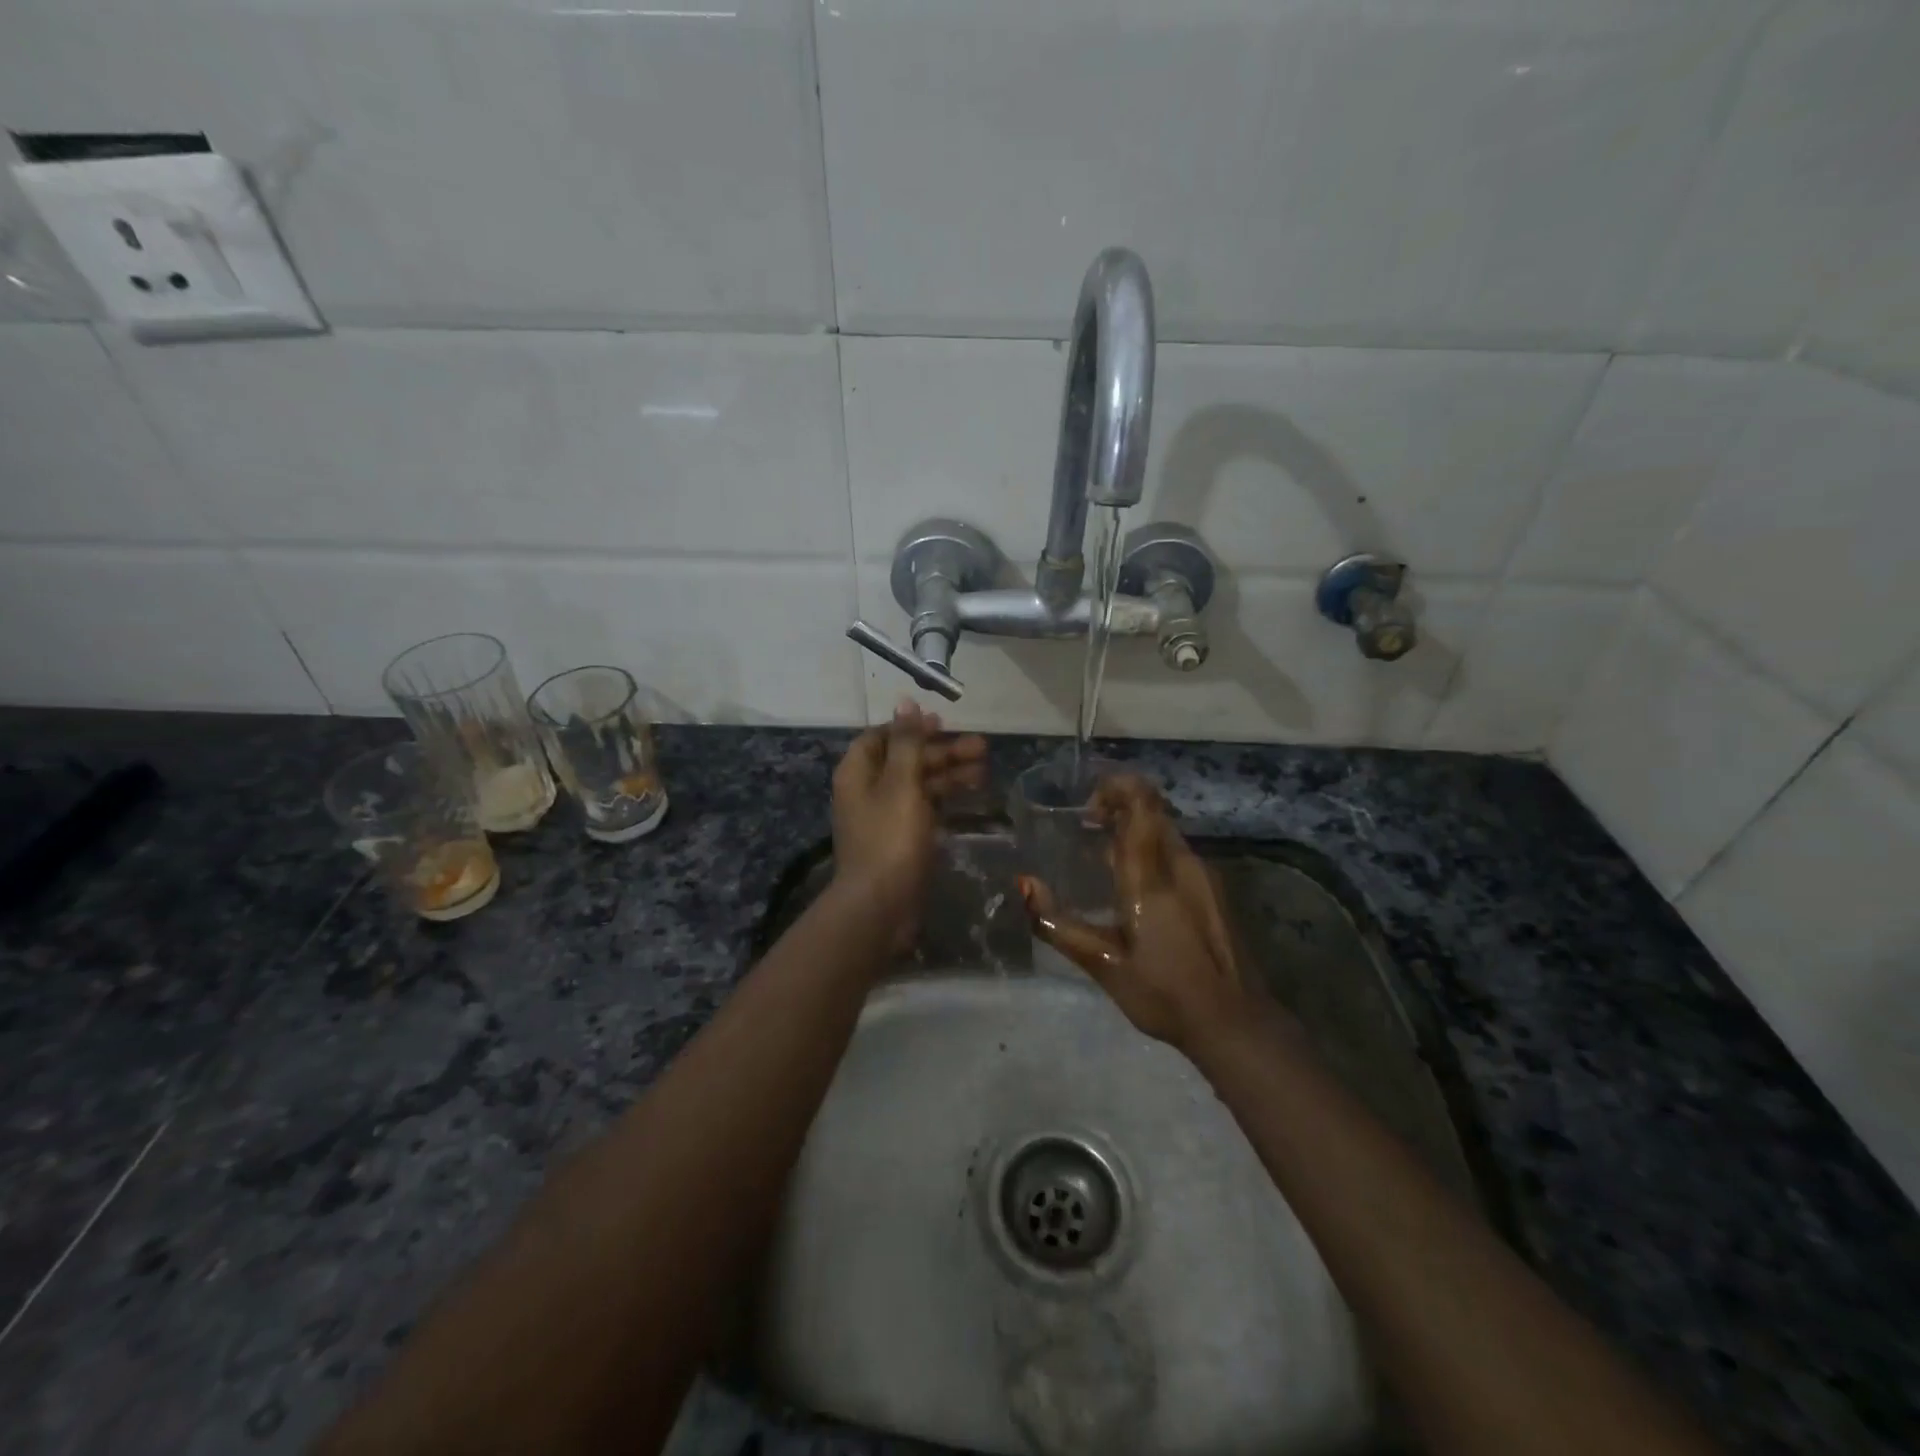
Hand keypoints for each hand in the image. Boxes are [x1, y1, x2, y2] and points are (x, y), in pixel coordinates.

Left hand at [831, 701, 987, 948]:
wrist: (880, 906)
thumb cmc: (889, 838)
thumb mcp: (901, 783)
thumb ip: (907, 743)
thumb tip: (905, 701)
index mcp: (858, 772)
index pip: (882, 737)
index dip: (911, 727)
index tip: (943, 724)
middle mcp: (868, 791)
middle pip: (906, 760)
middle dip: (942, 752)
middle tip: (982, 747)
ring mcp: (885, 818)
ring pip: (919, 786)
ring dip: (949, 775)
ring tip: (985, 771)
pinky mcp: (901, 841)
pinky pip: (925, 810)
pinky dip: (946, 801)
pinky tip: (972, 797)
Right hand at [1020, 774, 1258, 1053]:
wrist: (1236, 1023)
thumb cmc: (1164, 993)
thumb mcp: (1103, 964)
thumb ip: (1058, 923)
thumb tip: (1024, 884)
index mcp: (1153, 875)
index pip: (1141, 803)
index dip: (1116, 787)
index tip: (1087, 807)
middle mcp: (1183, 864)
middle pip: (1153, 811)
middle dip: (1119, 808)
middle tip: (1088, 829)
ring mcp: (1205, 876)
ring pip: (1166, 833)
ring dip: (1135, 832)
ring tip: (1105, 860)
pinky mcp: (1216, 892)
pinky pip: (1178, 854)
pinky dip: (1152, 852)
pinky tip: (1137, 889)